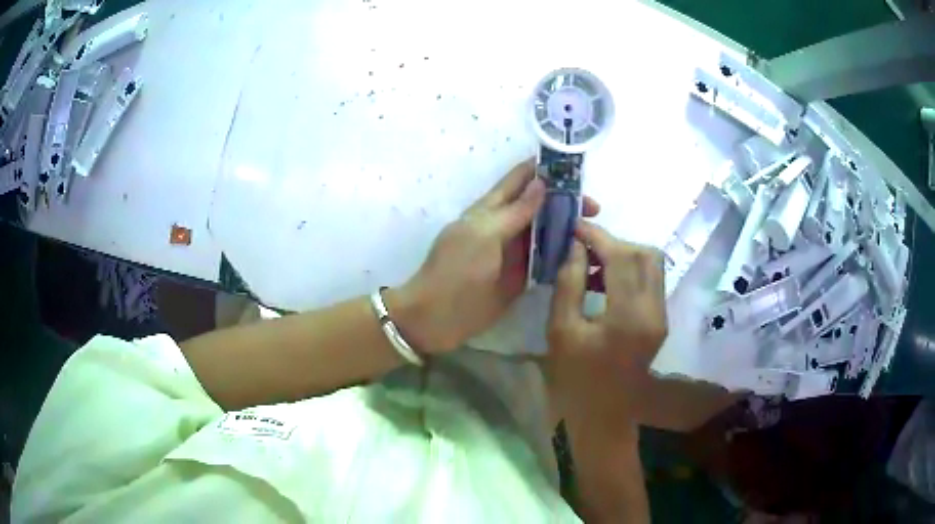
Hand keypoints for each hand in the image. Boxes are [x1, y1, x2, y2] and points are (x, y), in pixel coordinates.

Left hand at [390, 160, 597, 353]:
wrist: (439, 316)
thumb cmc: (456, 269)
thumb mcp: (484, 234)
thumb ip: (515, 211)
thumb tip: (542, 183)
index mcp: (491, 208)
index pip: (521, 179)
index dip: (545, 169)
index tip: (575, 166)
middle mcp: (506, 226)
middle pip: (540, 205)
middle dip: (565, 201)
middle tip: (594, 208)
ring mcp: (515, 252)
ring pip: (546, 232)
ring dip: (567, 228)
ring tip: (594, 228)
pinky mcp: (522, 277)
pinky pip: (546, 260)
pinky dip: (563, 255)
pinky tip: (584, 254)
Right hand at [547, 221, 667, 424]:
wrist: (602, 417)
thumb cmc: (575, 380)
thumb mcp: (561, 330)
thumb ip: (568, 282)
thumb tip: (574, 246)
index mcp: (629, 317)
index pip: (622, 256)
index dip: (598, 236)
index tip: (574, 227)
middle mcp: (654, 311)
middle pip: (646, 254)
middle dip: (614, 242)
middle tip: (582, 247)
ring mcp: (661, 317)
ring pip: (652, 265)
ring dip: (622, 255)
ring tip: (589, 264)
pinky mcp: (660, 321)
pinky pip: (649, 281)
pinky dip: (628, 271)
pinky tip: (602, 282)